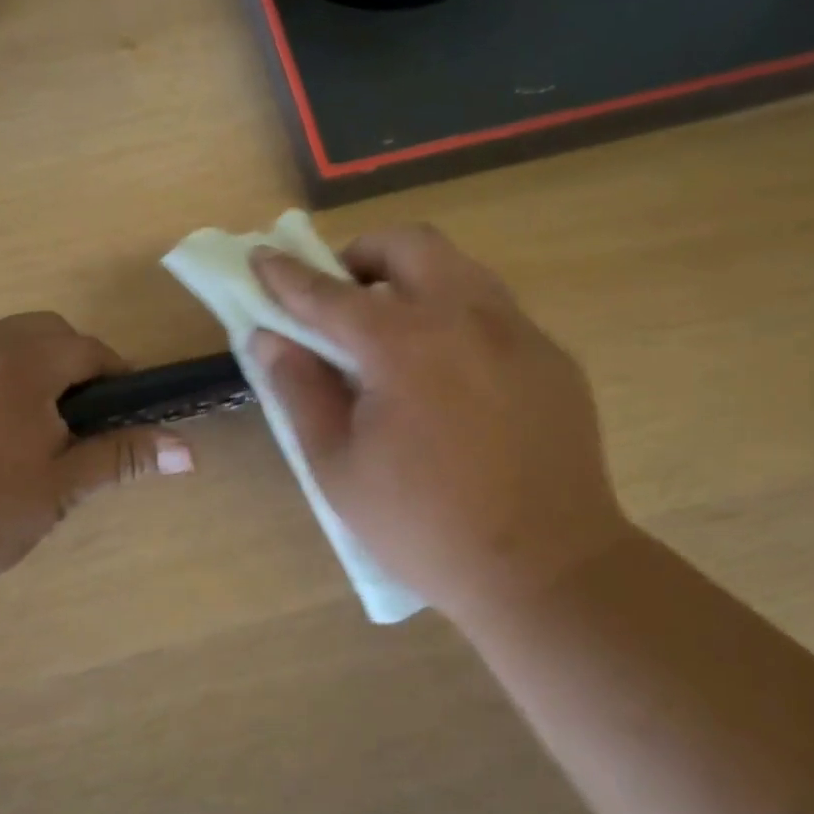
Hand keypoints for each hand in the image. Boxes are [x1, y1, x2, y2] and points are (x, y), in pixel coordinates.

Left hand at [0, 312, 193, 610]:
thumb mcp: (59, 489)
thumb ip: (121, 457)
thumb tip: (190, 452)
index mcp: (20, 363)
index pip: (87, 348)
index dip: (117, 374)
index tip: (128, 413)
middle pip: (47, 332)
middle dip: (77, 364)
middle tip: (86, 420)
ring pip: (8, 344)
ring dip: (37, 369)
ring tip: (42, 429)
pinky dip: (2, 379)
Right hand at [250, 227, 634, 625]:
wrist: (548, 570)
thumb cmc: (425, 526)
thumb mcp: (338, 468)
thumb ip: (300, 391)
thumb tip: (269, 338)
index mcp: (404, 344)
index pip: (329, 293)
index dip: (287, 274)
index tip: (261, 258)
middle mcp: (467, 317)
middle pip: (410, 244)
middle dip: (363, 255)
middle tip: (342, 295)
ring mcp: (519, 332)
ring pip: (459, 268)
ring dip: (414, 278)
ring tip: (393, 328)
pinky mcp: (553, 357)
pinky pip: (494, 310)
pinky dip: (456, 316)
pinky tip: (450, 373)